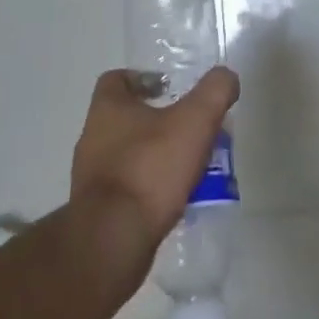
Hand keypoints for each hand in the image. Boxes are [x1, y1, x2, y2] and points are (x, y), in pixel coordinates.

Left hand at [71, 67, 239, 247]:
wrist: (113, 241)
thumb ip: (215, 91)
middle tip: (191, 130)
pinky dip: (149, 188)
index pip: (117, 79)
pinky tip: (175, 199)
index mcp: (107, 109)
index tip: (171, 88)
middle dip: (159, 122)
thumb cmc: (150, 168)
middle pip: (126, 118)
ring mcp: (91, 177)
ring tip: (189, 167)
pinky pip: (127, 189)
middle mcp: (92, 138)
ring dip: (156, 156)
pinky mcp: (96, 212)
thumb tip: (226, 77)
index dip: (144, 79)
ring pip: (129, 155)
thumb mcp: (195, 120)